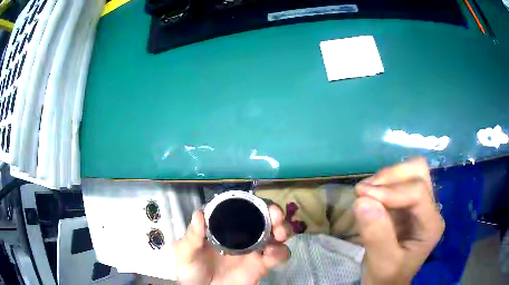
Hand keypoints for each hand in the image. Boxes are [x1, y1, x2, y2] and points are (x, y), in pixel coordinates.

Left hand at [173, 205, 291, 284]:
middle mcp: (244, 235)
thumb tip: (199, 213)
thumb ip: (192, 236)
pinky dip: (280, 253)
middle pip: (267, 218)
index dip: (256, 203)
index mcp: (226, 227)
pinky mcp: (262, 266)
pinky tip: (271, 255)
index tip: (261, 203)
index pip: (245, 209)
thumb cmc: (191, 269)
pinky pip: (279, 256)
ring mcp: (255, 250)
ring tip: (278, 235)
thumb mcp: (186, 252)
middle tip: (276, 217)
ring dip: (284, 230)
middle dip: (276, 214)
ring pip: (278, 234)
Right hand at [354, 157, 444, 284]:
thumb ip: (376, 236)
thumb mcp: (382, 263)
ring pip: (409, 171)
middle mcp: (429, 208)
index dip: (390, 191)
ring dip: (385, 178)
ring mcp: (419, 204)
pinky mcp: (406, 204)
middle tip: (365, 191)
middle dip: (391, 177)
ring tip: (364, 193)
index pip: (418, 192)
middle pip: (418, 172)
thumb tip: (362, 201)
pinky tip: (369, 197)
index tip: (361, 197)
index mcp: (431, 225)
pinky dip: (381, 184)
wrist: (387, 281)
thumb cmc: (388, 276)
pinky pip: (397, 181)